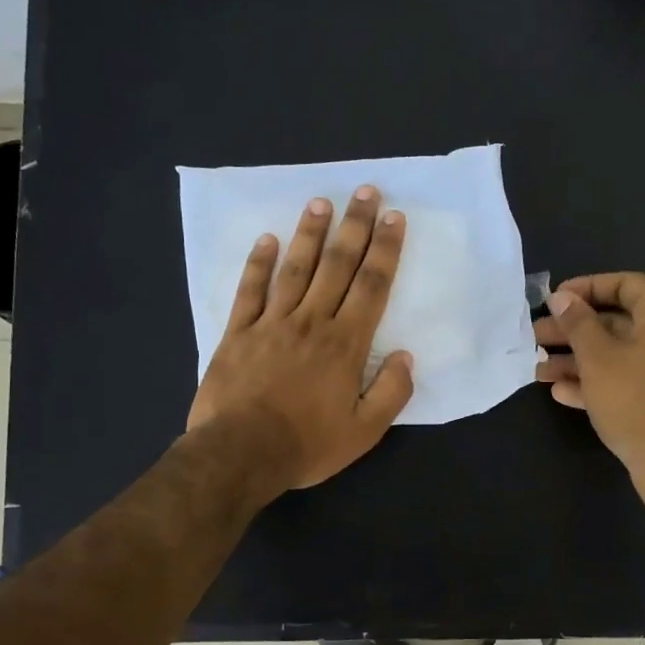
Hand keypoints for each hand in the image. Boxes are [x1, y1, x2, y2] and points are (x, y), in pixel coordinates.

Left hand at [187, 185, 413, 492]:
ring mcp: (271, 324)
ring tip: (320, 202)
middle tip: (364, 191)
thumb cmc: (307, 444)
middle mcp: (311, 322)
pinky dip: (258, 263)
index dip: (385, 249)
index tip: (394, 217)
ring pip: (295, 268)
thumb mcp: (364, 431)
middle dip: (354, 226)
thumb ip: (391, 392)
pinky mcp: (238, 333)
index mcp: (345, 344)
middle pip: (337, 265)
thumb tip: (406, 356)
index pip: (371, 286)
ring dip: (310, 233)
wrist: (240, 454)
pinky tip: (267, 239)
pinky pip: (250, 291)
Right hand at [534, 272, 644, 481]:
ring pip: (617, 355)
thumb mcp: (597, 356)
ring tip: (539, 369)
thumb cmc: (634, 399)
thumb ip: (577, 322)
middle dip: (573, 329)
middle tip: (536, 336)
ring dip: (577, 359)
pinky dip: (595, 382)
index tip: (555, 299)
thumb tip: (562, 298)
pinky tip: (560, 392)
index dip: (587, 287)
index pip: (626, 284)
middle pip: (617, 322)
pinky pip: (626, 381)